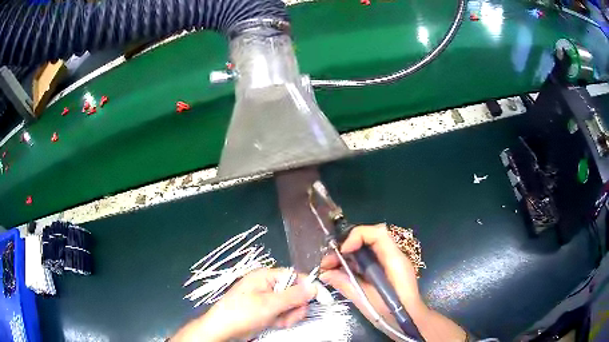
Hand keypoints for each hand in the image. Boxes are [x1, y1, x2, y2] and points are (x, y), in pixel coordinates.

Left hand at [172, 268, 316, 341]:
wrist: (223, 330)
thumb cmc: (242, 313)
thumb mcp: (269, 304)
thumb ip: (294, 296)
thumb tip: (314, 286)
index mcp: (266, 276)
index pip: (296, 276)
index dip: (310, 287)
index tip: (323, 299)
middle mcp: (268, 285)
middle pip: (296, 293)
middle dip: (294, 307)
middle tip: (286, 316)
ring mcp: (267, 298)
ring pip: (291, 305)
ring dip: (288, 316)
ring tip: (276, 321)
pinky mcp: (266, 310)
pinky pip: (283, 313)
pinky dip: (281, 320)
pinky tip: (272, 323)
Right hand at [319, 224, 425, 329]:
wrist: (410, 321)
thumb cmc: (392, 313)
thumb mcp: (367, 300)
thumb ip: (347, 284)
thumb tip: (325, 274)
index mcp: (394, 260)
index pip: (378, 233)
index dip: (357, 236)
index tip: (342, 251)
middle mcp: (394, 256)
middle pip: (369, 239)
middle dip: (346, 247)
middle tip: (328, 262)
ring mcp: (391, 263)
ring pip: (366, 250)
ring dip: (347, 256)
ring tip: (329, 269)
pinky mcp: (386, 271)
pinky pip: (368, 261)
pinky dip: (353, 265)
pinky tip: (340, 275)